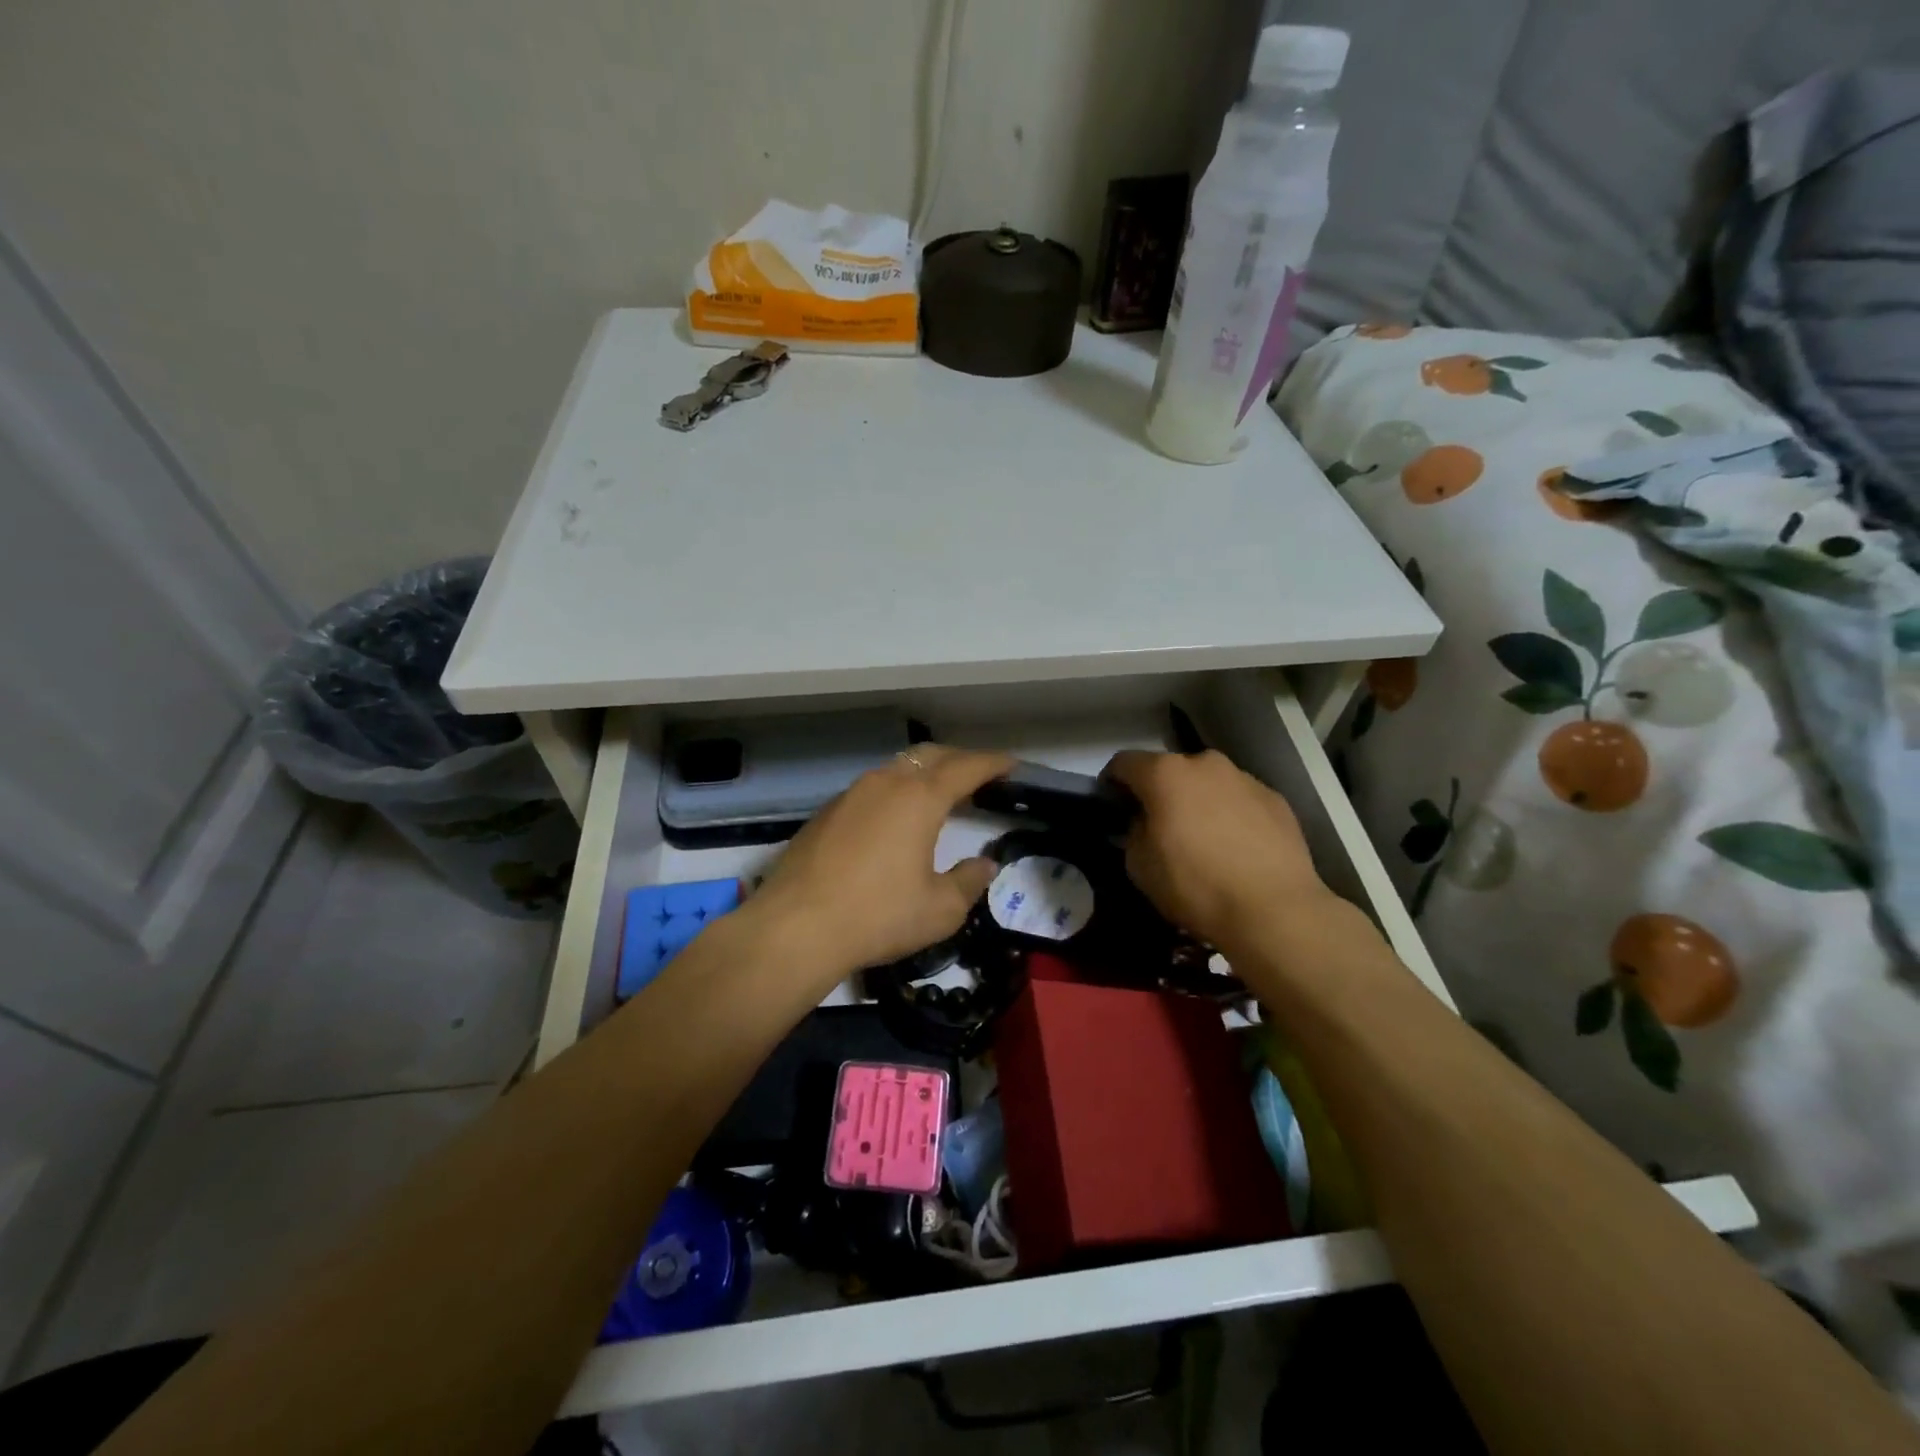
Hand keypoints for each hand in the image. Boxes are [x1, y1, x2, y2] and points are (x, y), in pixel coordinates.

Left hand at [748, 744, 1014, 985]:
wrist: (796, 928)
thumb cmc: (879, 916)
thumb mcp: (940, 909)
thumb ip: (969, 881)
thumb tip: (985, 865)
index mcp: (920, 798)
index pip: (966, 767)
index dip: (992, 763)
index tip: (1011, 764)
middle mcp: (885, 783)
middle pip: (929, 756)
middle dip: (958, 759)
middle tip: (978, 774)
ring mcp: (850, 795)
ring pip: (896, 769)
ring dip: (923, 774)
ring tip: (938, 794)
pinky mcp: (826, 813)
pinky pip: (870, 789)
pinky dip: (894, 792)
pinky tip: (893, 819)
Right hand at [1103, 749, 1332, 953]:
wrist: (1273, 909)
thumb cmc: (1195, 886)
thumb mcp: (1140, 866)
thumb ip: (1133, 833)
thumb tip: (1144, 823)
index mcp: (1165, 774)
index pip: (1123, 763)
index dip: (1113, 783)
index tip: (1113, 807)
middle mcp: (1205, 764)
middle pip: (1170, 770)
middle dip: (1161, 792)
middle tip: (1161, 827)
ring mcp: (1244, 778)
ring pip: (1209, 783)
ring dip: (1198, 802)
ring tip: (1204, 840)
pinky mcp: (1275, 799)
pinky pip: (1240, 801)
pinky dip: (1232, 815)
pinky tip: (1237, 849)